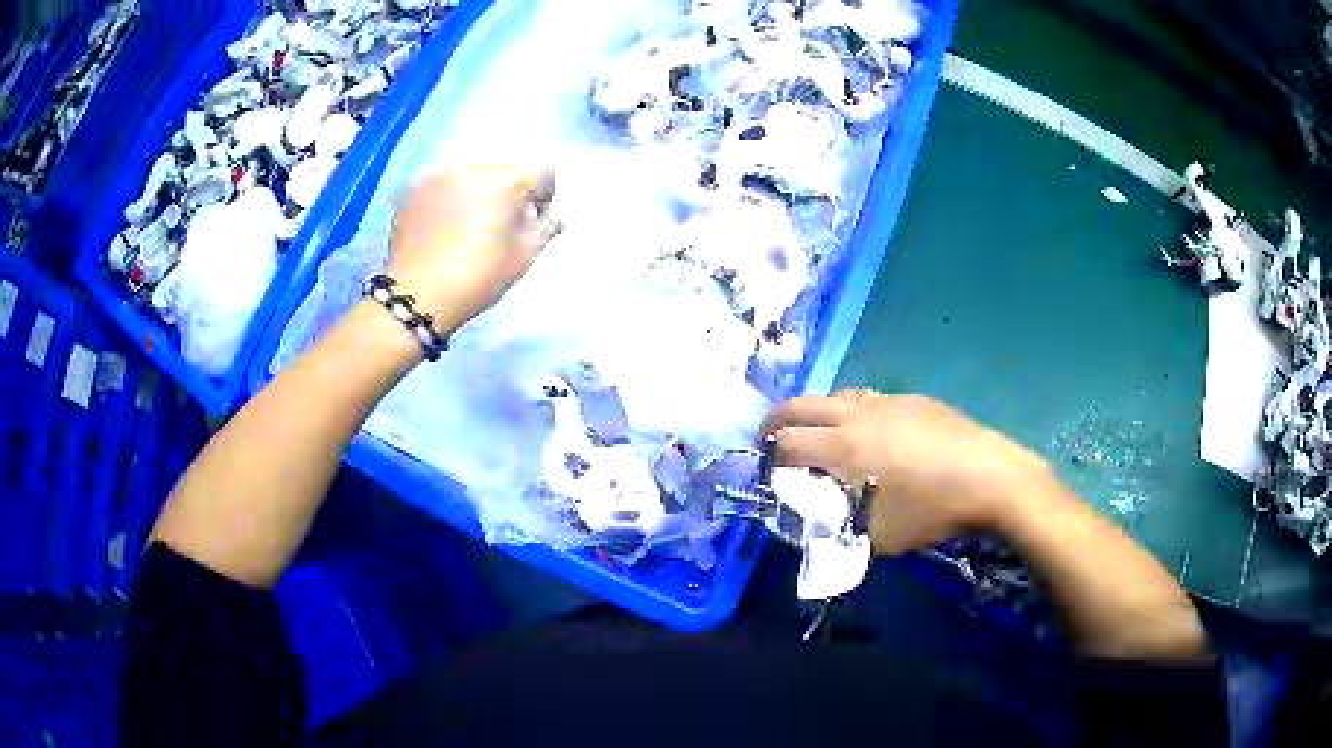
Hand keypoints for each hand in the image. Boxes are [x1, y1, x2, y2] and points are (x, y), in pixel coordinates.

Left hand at [388, 163, 558, 332]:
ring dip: (479, 191)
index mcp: (503, 181)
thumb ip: (544, 229)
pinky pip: (445, 182)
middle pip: (504, 168)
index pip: (542, 167)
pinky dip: (451, 197)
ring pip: (472, 173)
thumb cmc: (477, 278)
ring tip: (469, 224)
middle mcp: (471, 166)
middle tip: (502, 223)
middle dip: (510, 190)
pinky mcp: (414, 187)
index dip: (545, 191)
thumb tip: (549, 217)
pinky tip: (444, 225)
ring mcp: (438, 174)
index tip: (536, 217)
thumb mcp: (522, 258)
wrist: (415, 295)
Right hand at [762, 390, 1054, 554]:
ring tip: (818, 434)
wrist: (989, 478)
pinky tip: (869, 432)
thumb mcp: (877, 537)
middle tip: (769, 439)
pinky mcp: (912, 399)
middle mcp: (857, 415)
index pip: (786, 443)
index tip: (765, 471)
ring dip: (815, 412)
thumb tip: (821, 522)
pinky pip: (868, 397)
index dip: (768, 457)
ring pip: (835, 396)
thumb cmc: (930, 510)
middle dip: (776, 422)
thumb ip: (840, 528)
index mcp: (843, 448)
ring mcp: (887, 401)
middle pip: (800, 406)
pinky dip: (851, 411)